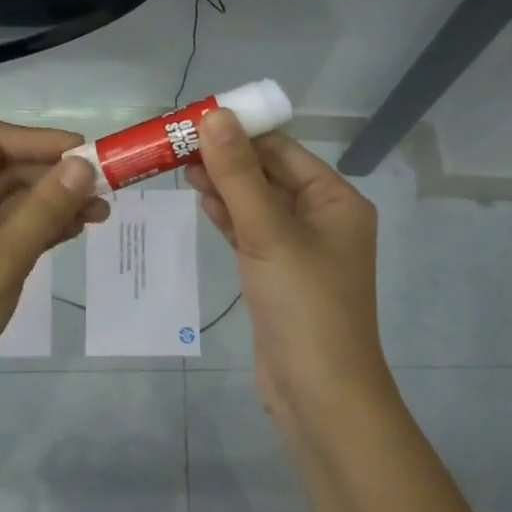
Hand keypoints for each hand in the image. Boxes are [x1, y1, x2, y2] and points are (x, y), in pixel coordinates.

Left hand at [0, 121, 106, 425]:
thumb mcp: (0, 261)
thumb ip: (43, 211)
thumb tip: (82, 165)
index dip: (40, 140)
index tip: (86, 154)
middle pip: (4, 169)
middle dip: (54, 173)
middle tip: (105, 187)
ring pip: (11, 201)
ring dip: (53, 202)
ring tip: (101, 212)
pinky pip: (9, 231)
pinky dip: (41, 228)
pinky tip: (75, 231)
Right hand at [185, 108, 395, 435]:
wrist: (319, 396)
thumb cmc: (304, 306)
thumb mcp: (269, 234)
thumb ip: (239, 175)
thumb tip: (214, 115)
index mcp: (336, 200)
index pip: (283, 150)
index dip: (240, 131)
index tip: (194, 117)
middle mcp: (322, 218)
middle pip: (268, 175)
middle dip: (226, 158)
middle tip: (175, 142)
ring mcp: (299, 249)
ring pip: (256, 204)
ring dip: (223, 185)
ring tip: (179, 164)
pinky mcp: (277, 275)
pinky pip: (251, 233)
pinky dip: (227, 216)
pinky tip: (200, 198)